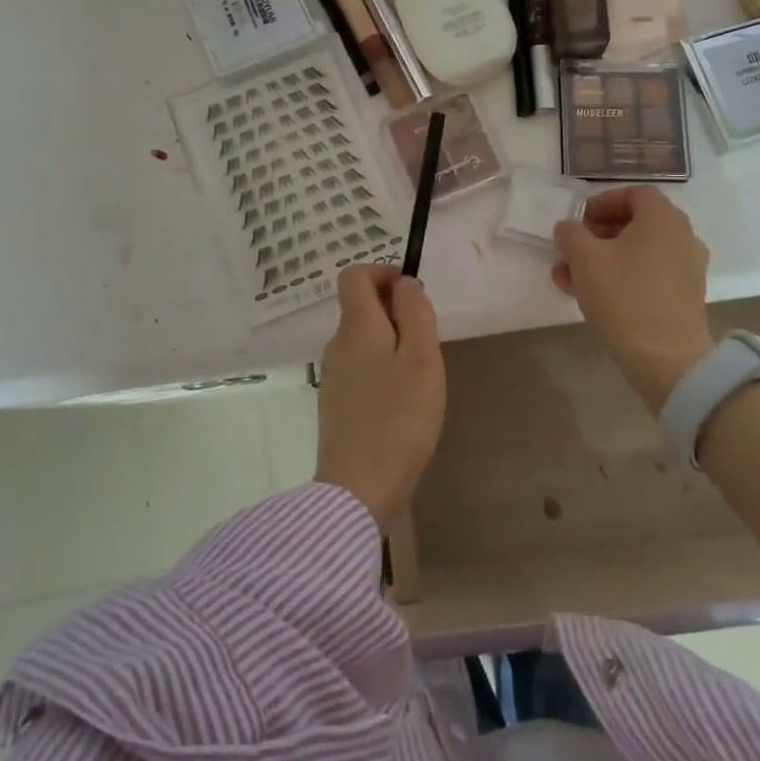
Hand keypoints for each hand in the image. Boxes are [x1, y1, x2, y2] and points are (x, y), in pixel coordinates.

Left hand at [314, 265, 445, 528]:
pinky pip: (359, 368)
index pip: (354, 275)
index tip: (413, 294)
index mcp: (356, 326)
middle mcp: (337, 344)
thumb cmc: (399, 417)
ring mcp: (333, 376)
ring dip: (390, 341)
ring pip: (361, 339)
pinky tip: (402, 401)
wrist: (359, 488)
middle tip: (427, 340)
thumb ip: (415, 313)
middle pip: (359, 307)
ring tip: (420, 374)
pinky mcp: (336, 405)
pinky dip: (381, 368)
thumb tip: (403, 283)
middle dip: (394, 310)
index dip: (383, 272)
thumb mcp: (421, 358)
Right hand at [553, 186, 713, 412]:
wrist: (666, 357)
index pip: (633, 194)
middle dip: (598, 234)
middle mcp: (681, 236)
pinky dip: (622, 277)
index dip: (602, 202)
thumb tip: (569, 227)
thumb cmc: (623, 296)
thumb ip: (571, 233)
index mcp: (662, 218)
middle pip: (636, 223)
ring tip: (570, 277)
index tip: (578, 220)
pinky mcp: (684, 295)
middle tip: (571, 249)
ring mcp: (686, 267)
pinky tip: (591, 296)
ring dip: (604, 258)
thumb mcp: (584, 258)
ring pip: (638, 252)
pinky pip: (648, 274)